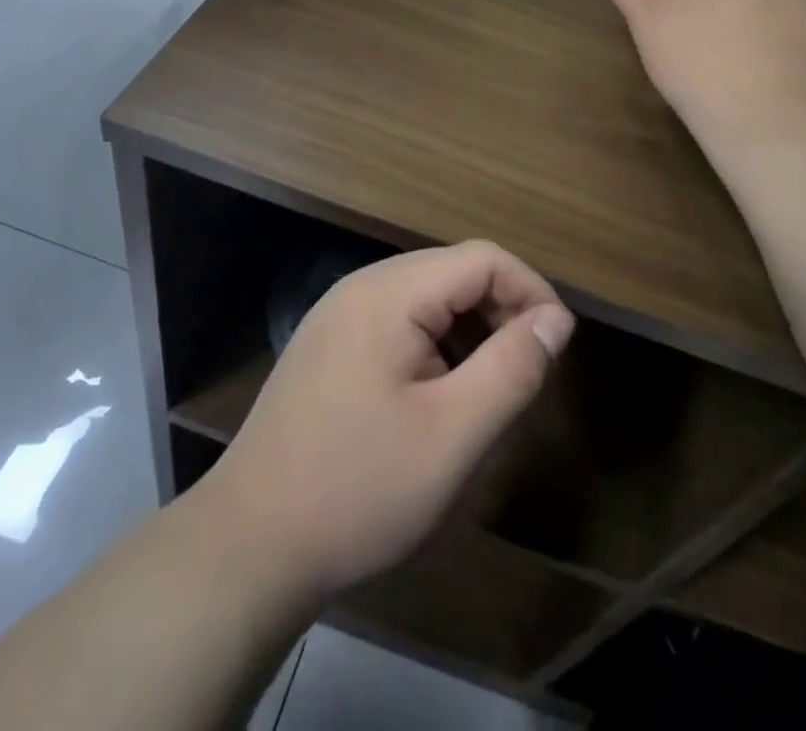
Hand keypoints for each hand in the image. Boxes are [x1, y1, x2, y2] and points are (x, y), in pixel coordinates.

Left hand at [202, 241, 574, 601]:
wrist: (247, 547)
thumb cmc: (358, 490)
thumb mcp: (452, 435)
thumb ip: (511, 369)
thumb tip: (556, 319)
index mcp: (389, 293)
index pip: (482, 258)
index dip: (531, 290)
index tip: (558, 345)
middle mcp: (362, 286)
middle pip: (454, 271)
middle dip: (502, 309)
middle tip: (528, 370)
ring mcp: (339, 314)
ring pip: (428, 296)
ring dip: (470, 328)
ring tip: (489, 385)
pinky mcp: (329, 343)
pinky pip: (399, 320)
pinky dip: (436, 342)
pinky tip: (438, 393)